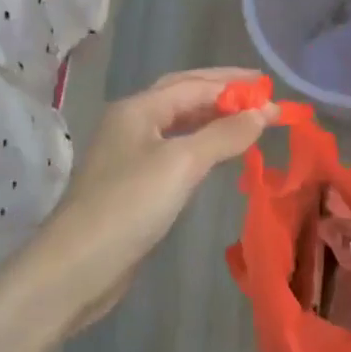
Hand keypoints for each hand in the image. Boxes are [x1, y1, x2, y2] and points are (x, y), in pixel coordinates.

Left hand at [24, 67, 276, 334]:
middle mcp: (132, 124)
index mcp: (138, 109)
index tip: (273, 93)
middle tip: (262, 94)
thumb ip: (225, 134)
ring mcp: (130, 155)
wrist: (77, 267)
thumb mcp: (182, 164)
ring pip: (179, 124)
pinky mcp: (134, 184)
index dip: (235, 86)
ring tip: (249, 120)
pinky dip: (202, 144)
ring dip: (214, 118)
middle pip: (183, 96)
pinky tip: (219, 154)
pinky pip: (176, 151)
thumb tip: (264, 112)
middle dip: (223, 92)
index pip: (193, 84)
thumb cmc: (129, 206)